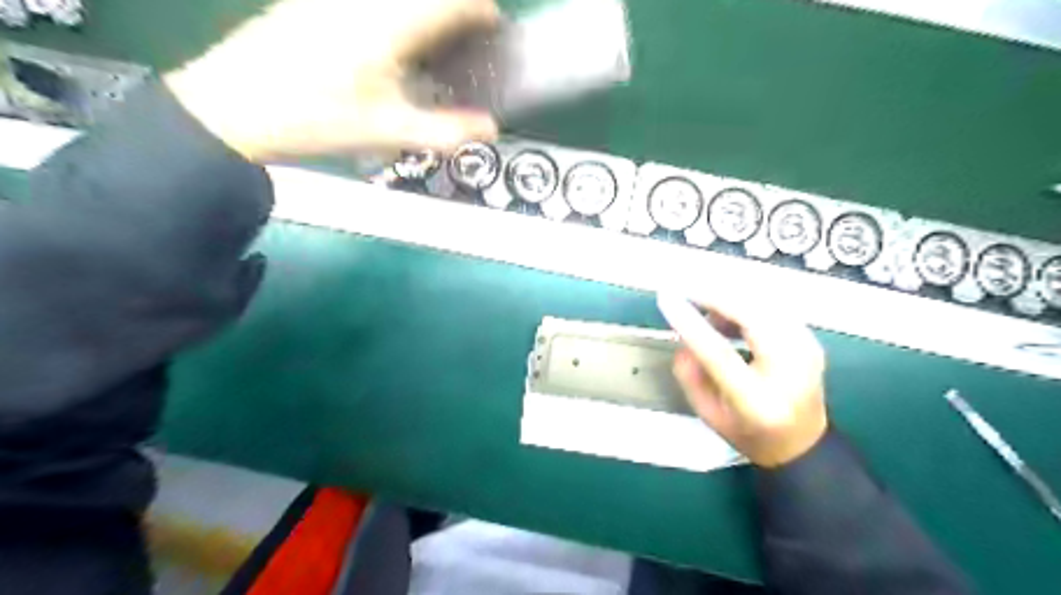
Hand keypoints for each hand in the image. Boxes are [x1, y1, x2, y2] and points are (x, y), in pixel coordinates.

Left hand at [162, 1, 502, 160]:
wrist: (235, 107)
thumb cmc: (318, 120)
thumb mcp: (390, 132)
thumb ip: (447, 130)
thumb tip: (490, 129)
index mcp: (390, 25)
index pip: (452, 0)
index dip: (481, 8)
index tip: (493, 24)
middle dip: (454, 6)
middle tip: (465, 32)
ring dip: (424, 7)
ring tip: (431, 37)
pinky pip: (369, 0)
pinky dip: (395, 11)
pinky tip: (389, 41)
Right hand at [662, 290, 826, 466]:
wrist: (802, 444)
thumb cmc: (748, 434)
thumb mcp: (707, 413)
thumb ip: (689, 373)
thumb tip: (683, 332)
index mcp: (758, 402)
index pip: (719, 353)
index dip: (690, 323)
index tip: (667, 299)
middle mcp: (790, 371)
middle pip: (750, 316)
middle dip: (714, 297)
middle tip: (685, 292)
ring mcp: (807, 350)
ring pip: (763, 303)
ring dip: (729, 299)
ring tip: (706, 311)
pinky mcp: (809, 338)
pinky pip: (771, 307)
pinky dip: (744, 304)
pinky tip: (728, 317)